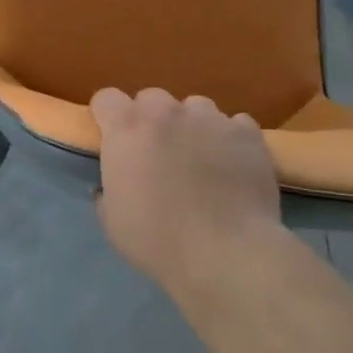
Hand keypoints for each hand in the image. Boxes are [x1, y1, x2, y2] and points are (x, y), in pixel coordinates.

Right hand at [91, 88, 283, 292]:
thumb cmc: (158, 240)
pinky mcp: (246, 132)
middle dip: (151, 121)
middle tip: (158, 155)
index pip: (107, 98)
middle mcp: (166, 111)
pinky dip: (229, 139)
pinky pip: (234, 125)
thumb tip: (116, 182)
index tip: (113, 139)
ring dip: (192, 127)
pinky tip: (233, 166)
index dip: (108, 117)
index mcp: (127, 127)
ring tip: (201, 160)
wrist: (226, 254)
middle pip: (152, 99)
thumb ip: (109, 187)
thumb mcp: (112, 219)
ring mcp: (210, 117)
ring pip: (195, 108)